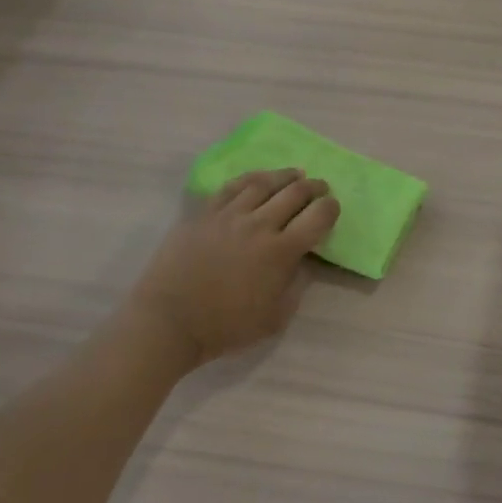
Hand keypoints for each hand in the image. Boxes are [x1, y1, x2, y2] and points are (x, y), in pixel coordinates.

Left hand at [131, 170, 338, 367]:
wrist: (168, 321)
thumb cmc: (224, 327)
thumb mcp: (274, 319)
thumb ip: (295, 286)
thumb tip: (302, 261)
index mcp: (281, 252)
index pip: (318, 217)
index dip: (331, 208)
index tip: (333, 208)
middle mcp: (259, 225)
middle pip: (295, 193)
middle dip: (315, 187)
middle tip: (321, 188)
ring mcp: (229, 215)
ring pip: (264, 182)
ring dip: (286, 176)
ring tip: (295, 175)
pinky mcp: (205, 212)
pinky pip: (233, 186)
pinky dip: (252, 178)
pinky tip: (258, 180)